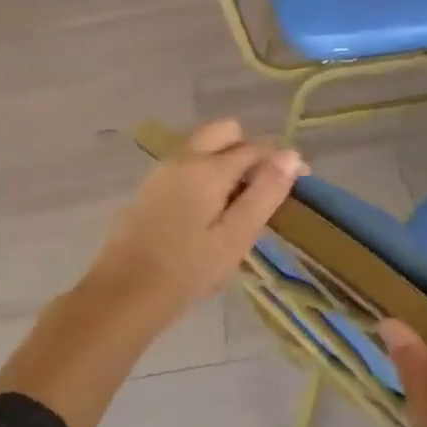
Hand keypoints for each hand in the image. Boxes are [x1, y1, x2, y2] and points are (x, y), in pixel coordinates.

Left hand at [87, 119, 305, 317]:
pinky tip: (209, 211)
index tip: (301, 180)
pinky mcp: (149, 188)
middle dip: (250, 150)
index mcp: (208, 167)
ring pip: (203, 146)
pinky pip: (186, 165)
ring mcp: (162, 171)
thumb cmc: (188, 270)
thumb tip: (291, 155)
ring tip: (239, 204)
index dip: (282, 160)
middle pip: (225, 132)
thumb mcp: (236, 236)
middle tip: (263, 188)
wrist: (124, 293)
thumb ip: (265, 193)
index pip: (256, 148)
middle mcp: (183, 158)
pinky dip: (206, 173)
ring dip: (226, 161)